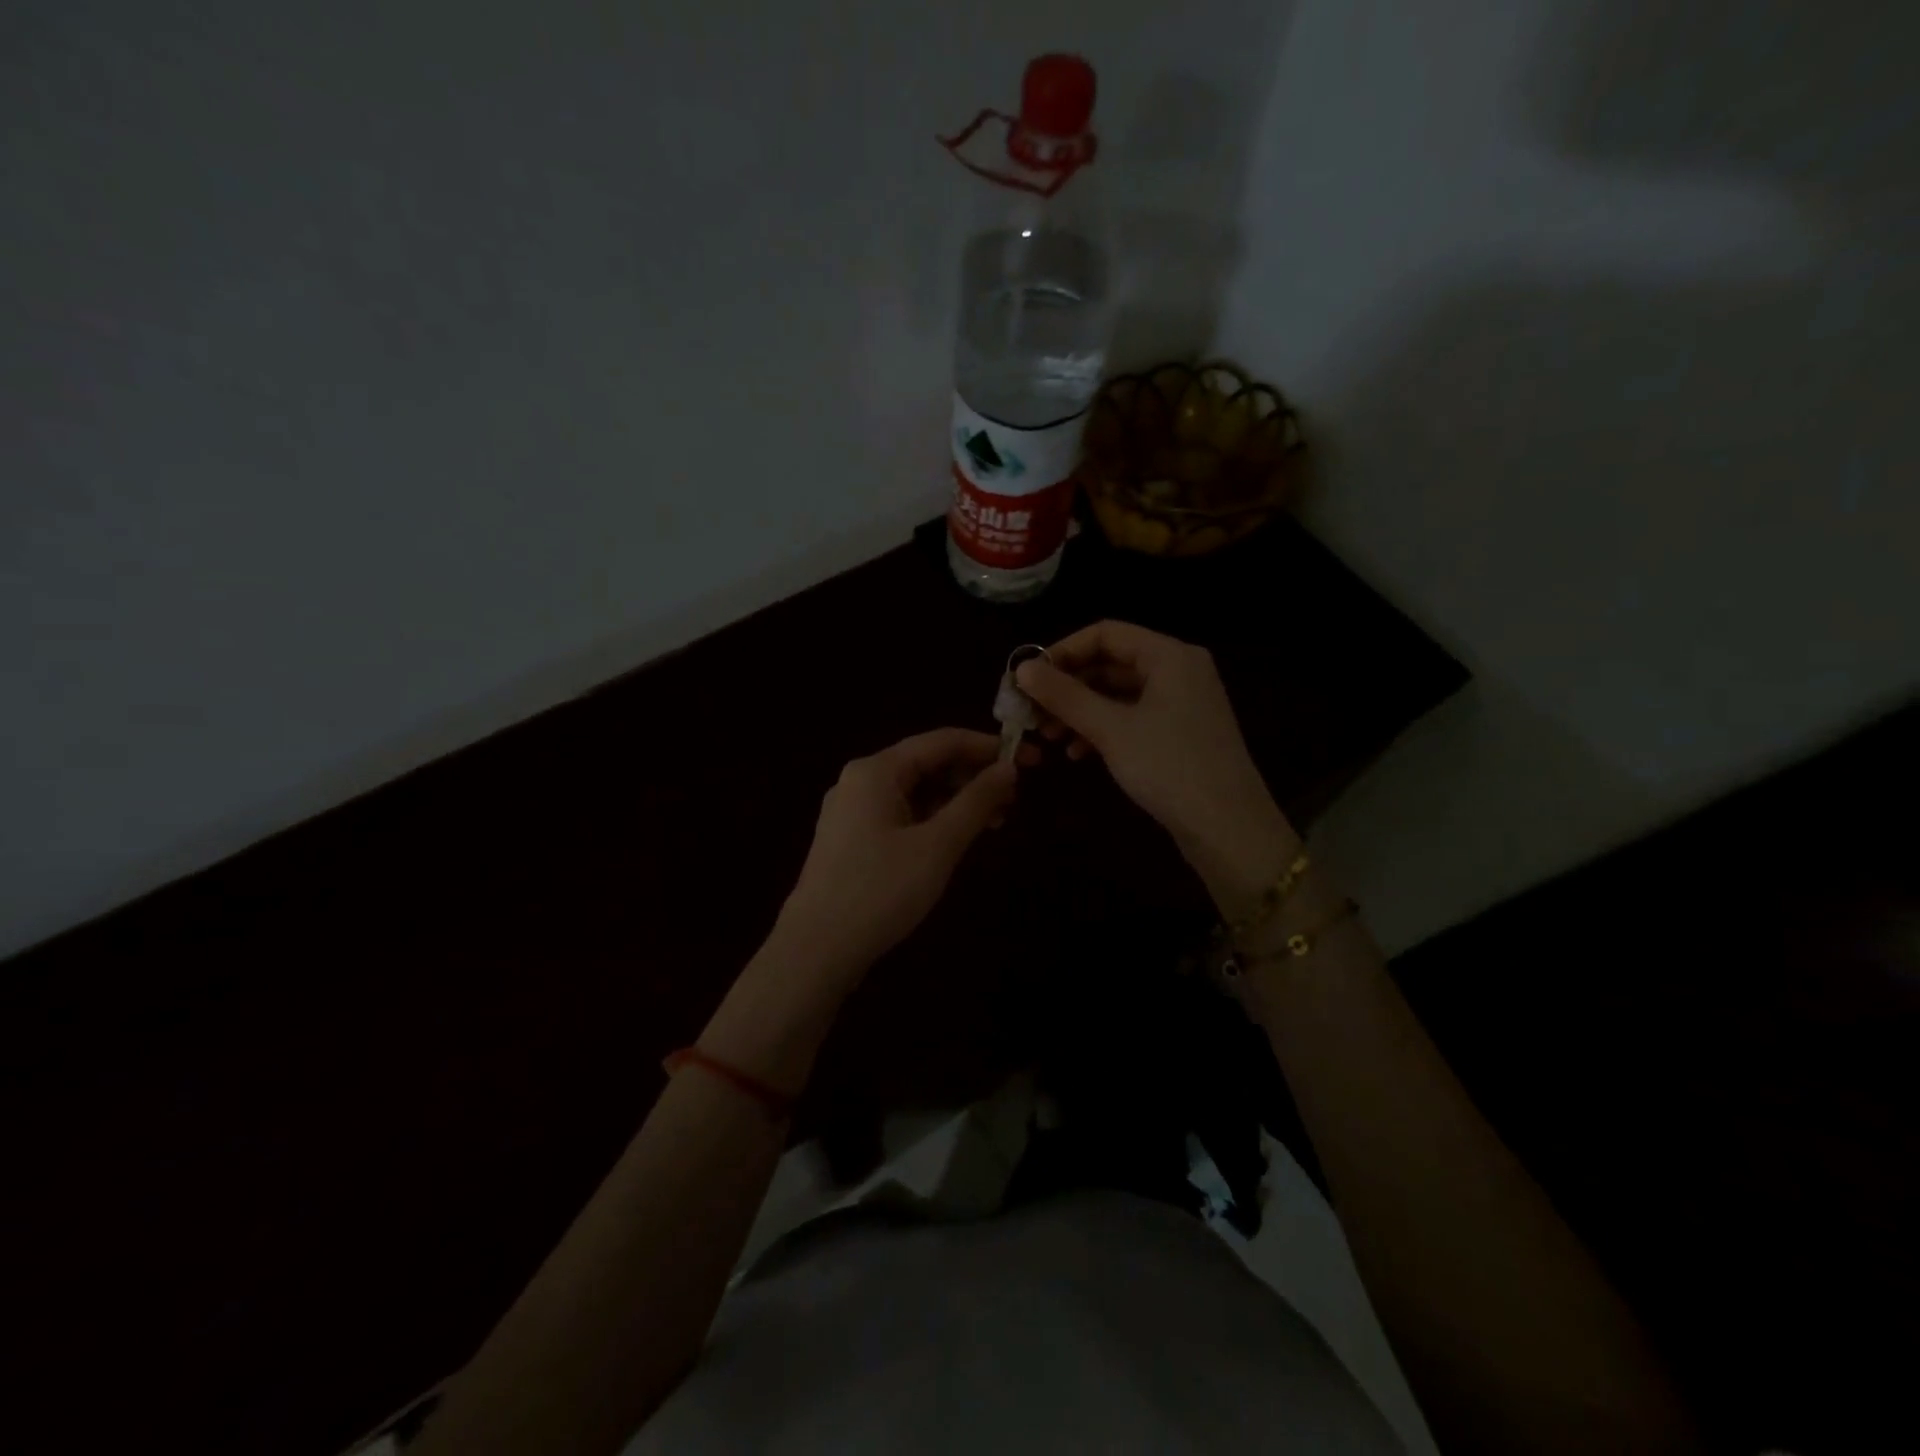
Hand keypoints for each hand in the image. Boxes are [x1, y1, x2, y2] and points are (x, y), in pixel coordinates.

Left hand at [772, 728, 1019, 980]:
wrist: (816, 950)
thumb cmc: (880, 891)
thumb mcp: (937, 845)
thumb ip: (976, 802)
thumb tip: (1009, 768)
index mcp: (876, 770)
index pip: (942, 741)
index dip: (988, 747)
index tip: (1029, 759)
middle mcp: (861, 781)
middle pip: (927, 764)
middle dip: (973, 776)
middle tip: (1016, 797)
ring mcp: (853, 811)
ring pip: (916, 792)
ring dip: (957, 801)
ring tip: (997, 821)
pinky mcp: (853, 840)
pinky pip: (902, 815)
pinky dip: (934, 821)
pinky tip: (960, 838)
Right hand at [1016, 621, 1298, 909]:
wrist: (1228, 829)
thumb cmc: (1169, 768)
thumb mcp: (1111, 729)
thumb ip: (1065, 695)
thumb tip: (1022, 667)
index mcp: (1170, 656)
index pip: (1106, 633)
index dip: (1063, 651)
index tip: (1028, 678)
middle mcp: (1179, 670)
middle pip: (1111, 663)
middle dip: (1068, 687)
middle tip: (1031, 712)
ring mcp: (1182, 703)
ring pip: (1118, 694)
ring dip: (1080, 711)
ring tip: (1047, 737)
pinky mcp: (1180, 733)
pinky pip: (1132, 717)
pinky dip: (1102, 729)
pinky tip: (1077, 753)